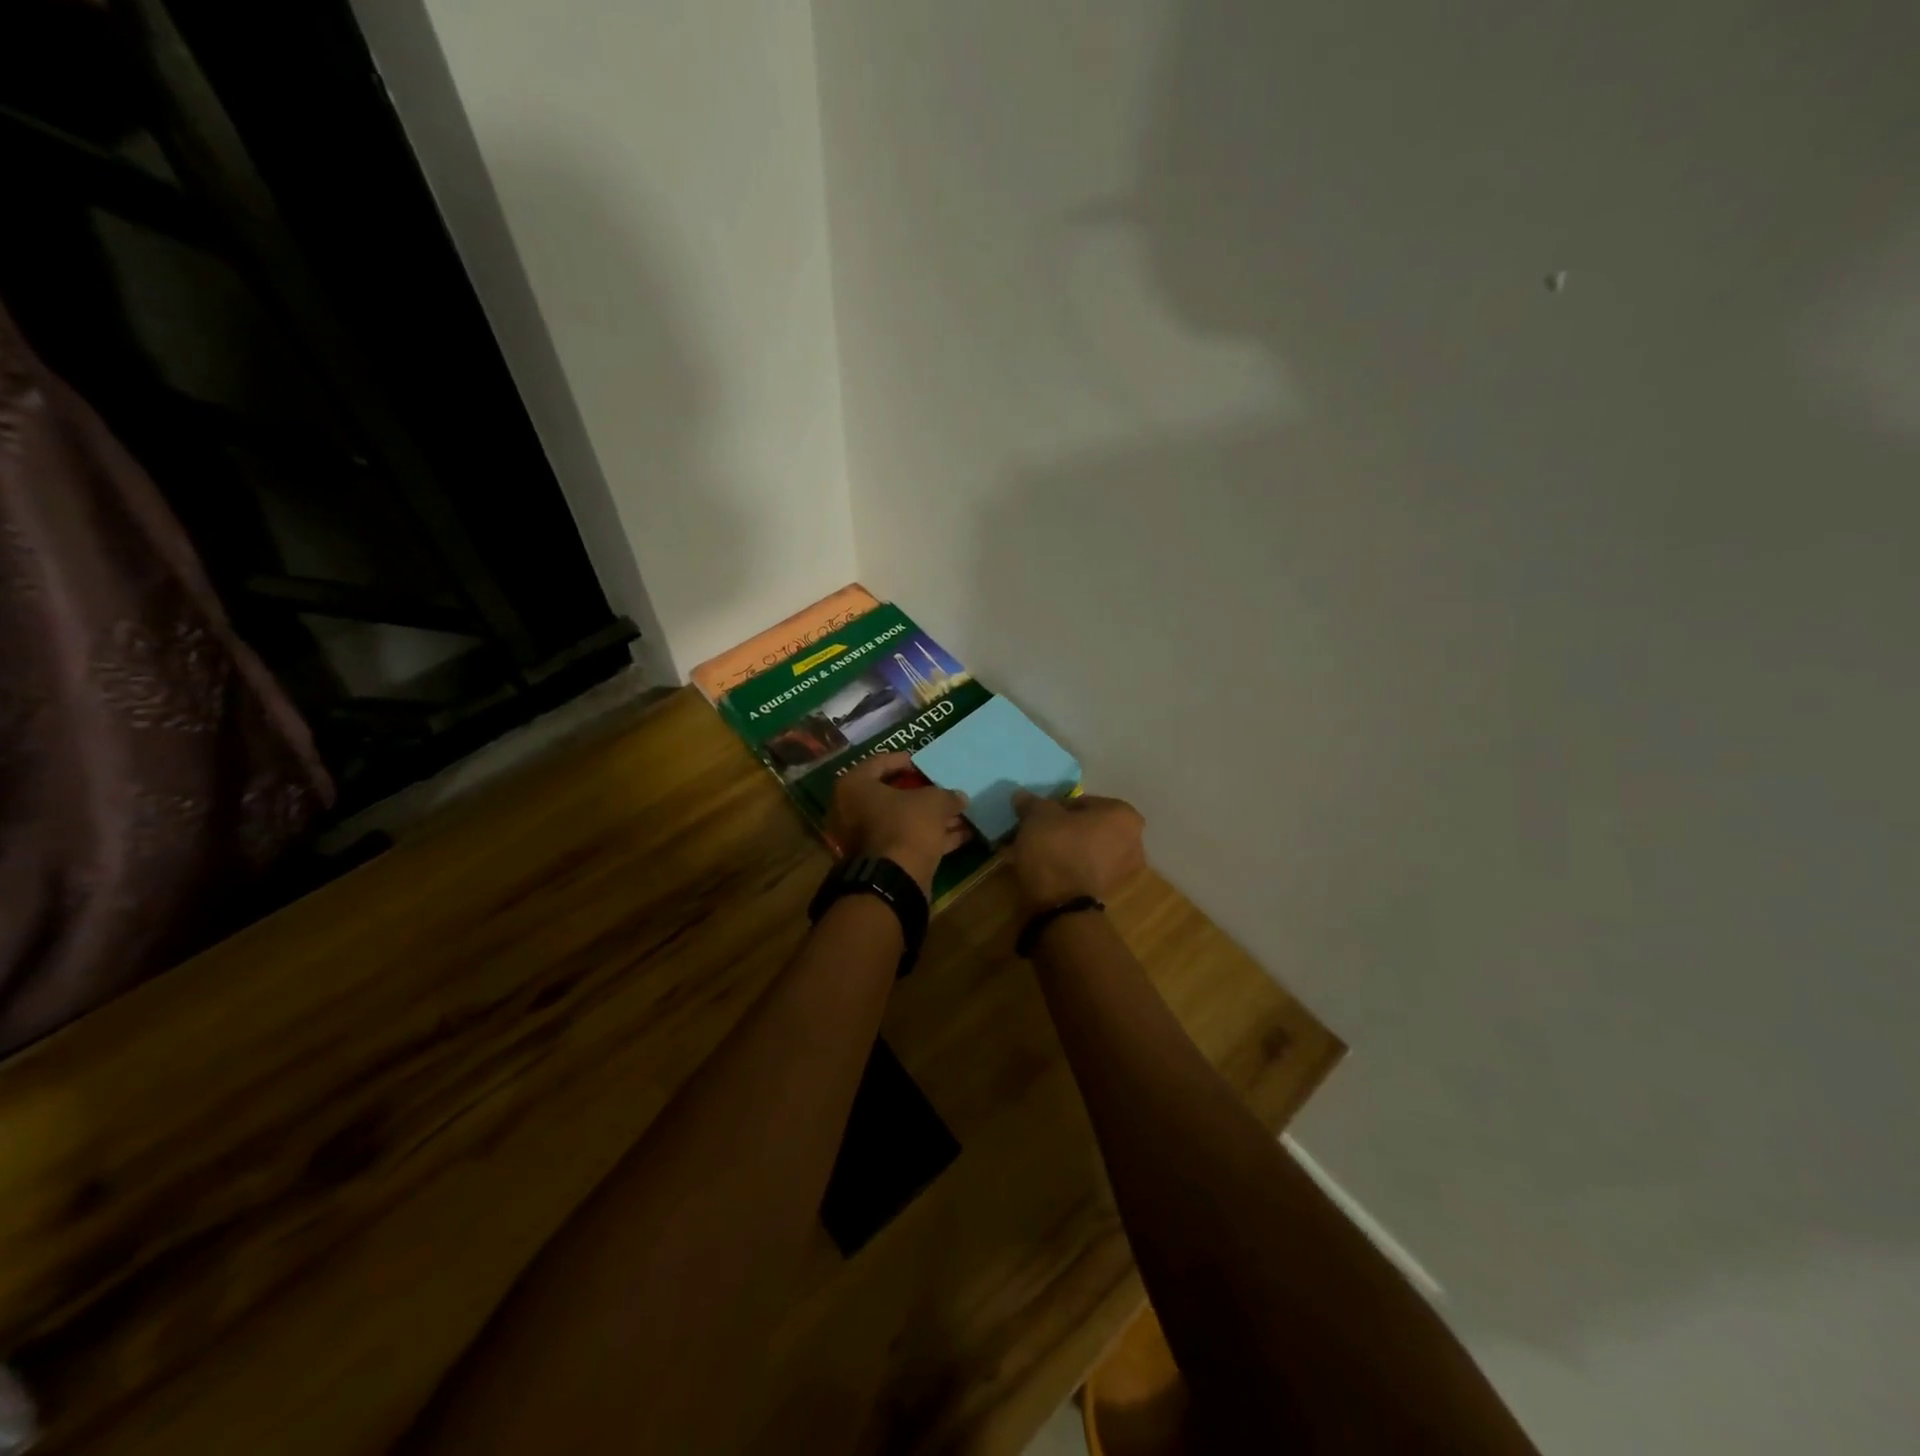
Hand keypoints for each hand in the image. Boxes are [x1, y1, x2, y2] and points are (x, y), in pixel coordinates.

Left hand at [825, 753, 970, 896]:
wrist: (894, 880)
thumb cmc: (906, 825)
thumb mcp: (933, 802)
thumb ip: (946, 795)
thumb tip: (959, 798)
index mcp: (854, 786)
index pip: (879, 763)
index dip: (904, 761)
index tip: (923, 764)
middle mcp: (852, 811)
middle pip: (891, 795)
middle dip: (922, 794)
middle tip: (943, 789)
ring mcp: (863, 838)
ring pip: (901, 821)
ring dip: (931, 818)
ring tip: (961, 814)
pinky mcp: (879, 861)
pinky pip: (906, 841)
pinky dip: (931, 837)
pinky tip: (961, 835)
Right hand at [1006, 791, 1146, 911]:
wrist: (1062, 905)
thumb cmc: (1057, 847)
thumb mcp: (1038, 816)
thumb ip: (1032, 803)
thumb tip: (1021, 796)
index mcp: (1123, 815)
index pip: (1084, 802)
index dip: (1057, 807)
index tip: (1039, 817)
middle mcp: (1133, 840)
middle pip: (1087, 827)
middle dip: (1062, 829)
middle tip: (1036, 833)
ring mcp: (1124, 869)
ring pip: (1085, 849)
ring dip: (1063, 848)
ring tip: (1034, 853)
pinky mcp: (1109, 892)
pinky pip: (1085, 869)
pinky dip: (1067, 866)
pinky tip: (1042, 869)